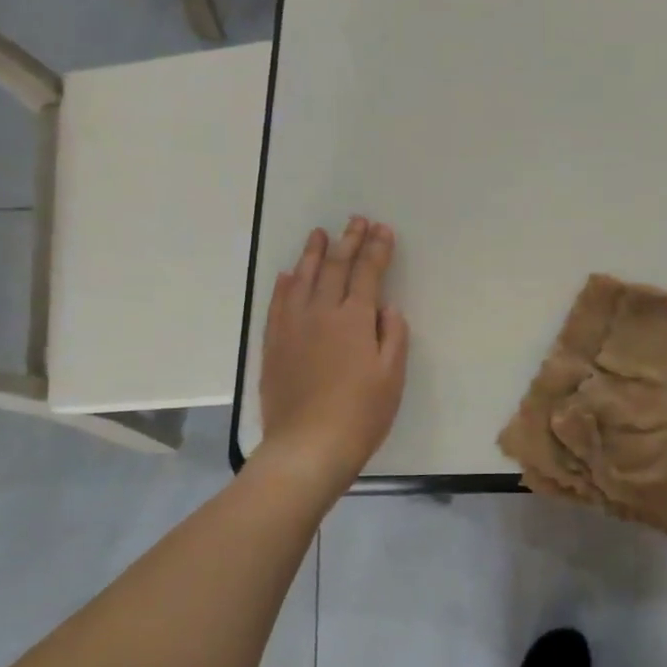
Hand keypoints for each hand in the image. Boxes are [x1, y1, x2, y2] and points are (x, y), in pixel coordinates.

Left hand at [259, 217, 408, 491]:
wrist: (308, 446)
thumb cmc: (361, 413)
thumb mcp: (392, 376)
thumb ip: (392, 336)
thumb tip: (386, 308)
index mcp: (354, 319)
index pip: (368, 273)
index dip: (376, 249)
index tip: (382, 229)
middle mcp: (321, 313)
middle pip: (335, 268)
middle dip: (348, 241)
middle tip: (356, 220)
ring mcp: (292, 327)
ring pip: (302, 279)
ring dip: (312, 254)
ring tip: (319, 234)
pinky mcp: (273, 345)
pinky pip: (277, 304)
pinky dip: (283, 285)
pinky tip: (287, 275)